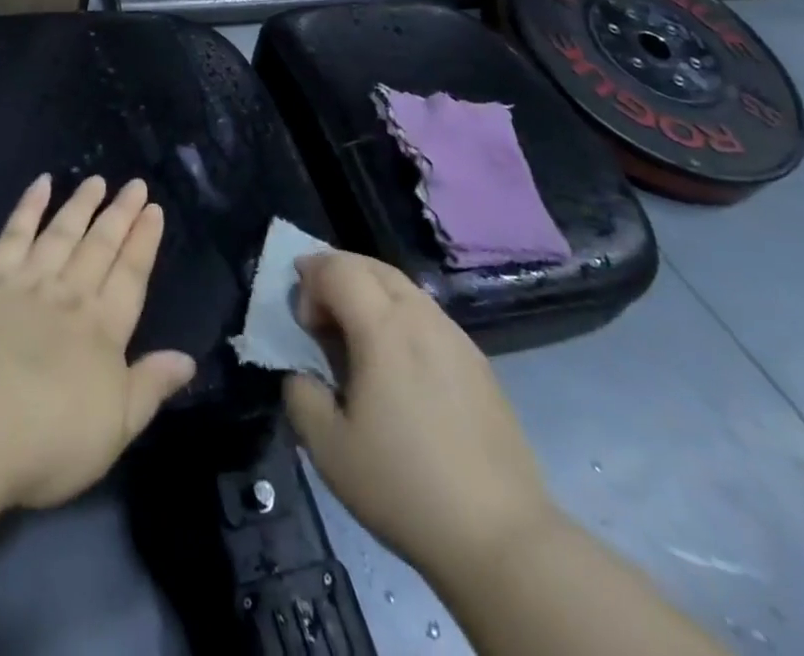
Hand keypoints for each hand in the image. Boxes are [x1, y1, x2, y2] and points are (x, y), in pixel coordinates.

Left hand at [0, 174, 195, 509]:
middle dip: (120, 215)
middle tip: (135, 185)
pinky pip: (13, 235)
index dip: (144, 242)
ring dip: (81, 205)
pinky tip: (40, 184)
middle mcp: (71, 295)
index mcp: (104, 329)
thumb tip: (187, 358)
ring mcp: (28, 282)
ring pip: (61, 233)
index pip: (131, 276)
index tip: (154, 210)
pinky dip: (28, 207)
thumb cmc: (51, 436)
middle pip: (100, 246)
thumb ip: (151, 386)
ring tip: (97, 180)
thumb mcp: (116, 427)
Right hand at [283, 252, 557, 597]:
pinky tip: (397, 364)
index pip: (336, 268)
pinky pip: (427, 314)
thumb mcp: (328, 449)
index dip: (309, 282)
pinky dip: (399, 315)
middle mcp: (420, 317)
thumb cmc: (404, 487)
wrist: (501, 537)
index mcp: (383, 327)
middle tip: (318, 313)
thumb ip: (301, 395)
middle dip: (336, 274)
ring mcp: (455, 337)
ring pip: (402, 286)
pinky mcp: (478, 362)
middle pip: (370, 265)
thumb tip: (302, 373)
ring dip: (368, 292)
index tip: (304, 325)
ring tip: (354, 336)